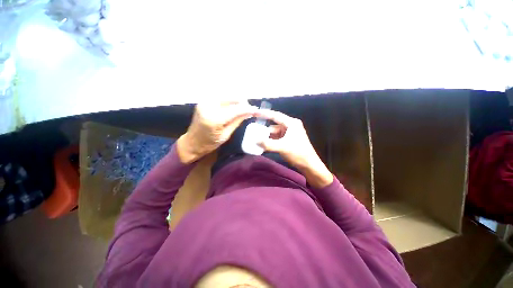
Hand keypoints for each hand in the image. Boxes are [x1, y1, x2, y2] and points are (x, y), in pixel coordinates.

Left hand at [177, 102, 256, 163]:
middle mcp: (209, 106)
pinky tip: (232, 109)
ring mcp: (205, 102)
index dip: (248, 109)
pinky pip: (222, 99)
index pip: (236, 109)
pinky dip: (229, 102)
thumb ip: (237, 121)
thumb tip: (249, 112)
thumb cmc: (209, 143)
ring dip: (237, 102)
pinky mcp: (204, 101)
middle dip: (243, 103)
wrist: (192, 142)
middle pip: (232, 98)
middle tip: (249, 110)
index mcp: (214, 119)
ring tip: (241, 110)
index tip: (257, 110)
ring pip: (228, 96)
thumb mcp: (226, 135)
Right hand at [255, 110, 332, 187]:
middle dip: (264, 130)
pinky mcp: (288, 140)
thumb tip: (255, 141)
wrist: (309, 165)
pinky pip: (276, 138)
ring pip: (274, 133)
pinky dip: (271, 141)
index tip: (254, 112)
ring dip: (267, 137)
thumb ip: (268, 144)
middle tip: (254, 132)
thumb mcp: (282, 147)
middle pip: (274, 125)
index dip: (264, 113)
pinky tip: (264, 145)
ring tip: (257, 140)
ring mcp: (289, 133)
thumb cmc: (298, 153)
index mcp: (291, 123)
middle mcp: (290, 126)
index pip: (275, 115)